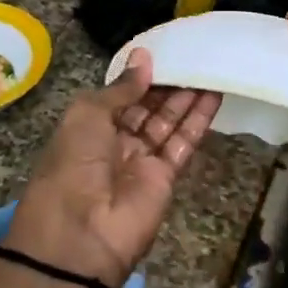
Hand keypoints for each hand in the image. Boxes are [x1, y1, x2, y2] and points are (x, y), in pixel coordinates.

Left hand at [6, 51, 221, 287]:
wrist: (81, 235)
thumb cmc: (73, 164)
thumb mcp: (87, 115)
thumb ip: (121, 88)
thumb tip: (144, 57)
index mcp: (88, 126)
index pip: (119, 95)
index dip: (139, 76)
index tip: (163, 52)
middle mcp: (114, 142)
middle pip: (146, 107)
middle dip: (167, 83)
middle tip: (194, 54)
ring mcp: (141, 161)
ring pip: (168, 122)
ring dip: (187, 96)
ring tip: (209, 65)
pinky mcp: (165, 178)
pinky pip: (183, 142)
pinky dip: (199, 119)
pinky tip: (215, 94)